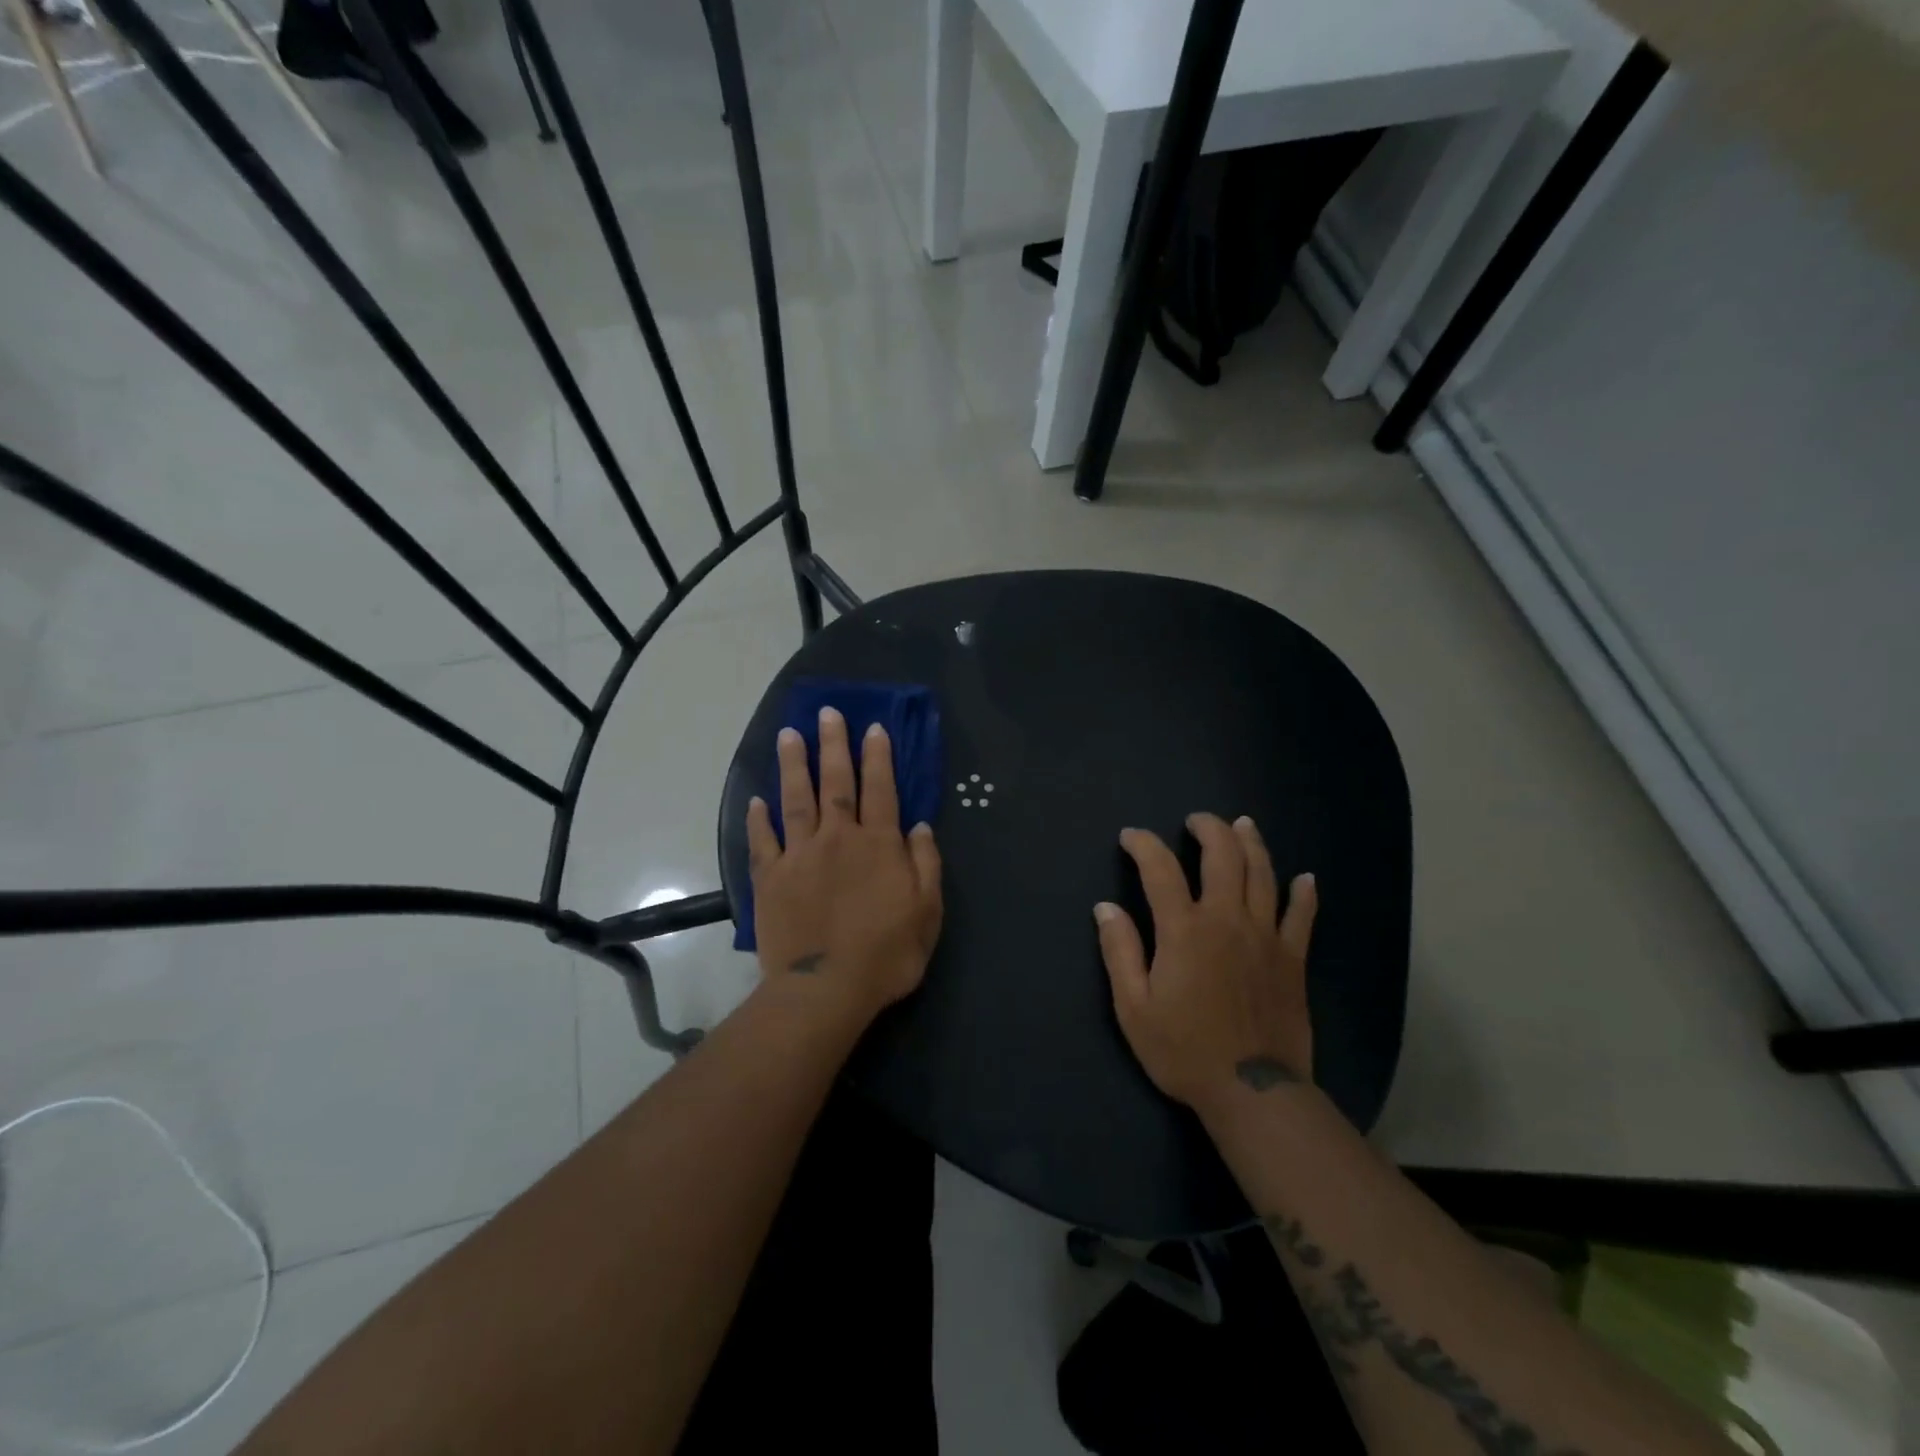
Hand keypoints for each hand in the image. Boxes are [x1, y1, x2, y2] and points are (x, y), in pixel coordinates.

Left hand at [746, 706, 943, 1028]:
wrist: (825, 990)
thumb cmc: (886, 954)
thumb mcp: (927, 913)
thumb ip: (925, 865)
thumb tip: (920, 827)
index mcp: (878, 845)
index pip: (881, 790)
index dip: (878, 757)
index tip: (872, 728)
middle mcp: (837, 839)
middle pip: (836, 783)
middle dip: (833, 745)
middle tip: (828, 713)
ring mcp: (799, 856)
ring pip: (796, 800)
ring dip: (793, 766)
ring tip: (788, 734)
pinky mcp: (770, 879)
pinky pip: (762, 841)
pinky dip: (758, 819)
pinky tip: (756, 799)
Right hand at [1095, 813, 1317, 1115]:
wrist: (1251, 1092)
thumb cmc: (1183, 1050)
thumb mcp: (1133, 1007)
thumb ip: (1119, 952)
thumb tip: (1105, 908)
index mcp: (1184, 930)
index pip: (1160, 869)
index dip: (1143, 845)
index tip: (1130, 837)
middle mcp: (1227, 920)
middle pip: (1223, 856)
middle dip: (1208, 828)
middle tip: (1196, 820)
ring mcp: (1266, 936)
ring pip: (1263, 874)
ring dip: (1251, 843)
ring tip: (1242, 824)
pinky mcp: (1292, 958)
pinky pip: (1302, 916)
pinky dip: (1304, 894)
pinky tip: (1306, 878)